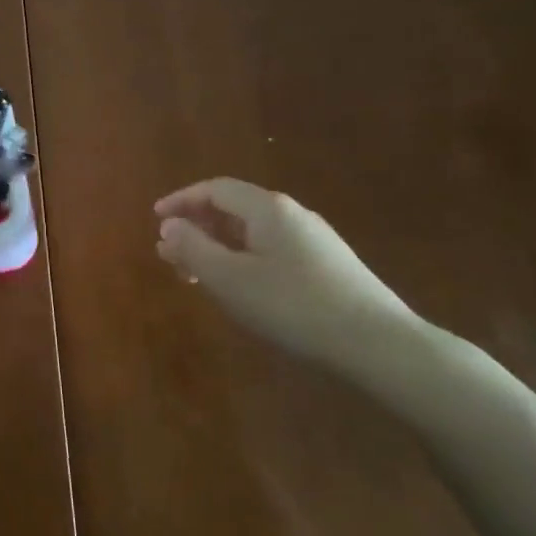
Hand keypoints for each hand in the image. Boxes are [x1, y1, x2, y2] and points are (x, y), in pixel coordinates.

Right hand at [153, 177, 419, 368]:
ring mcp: (314, 239)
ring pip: (253, 232)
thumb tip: (168, 226)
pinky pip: (272, 249)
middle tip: (173, 256)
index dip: (181, 201)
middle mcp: (292, 214)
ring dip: (219, 247)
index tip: (155, 219)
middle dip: (198, 228)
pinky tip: (242, 290)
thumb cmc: (294, 306)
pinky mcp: (328, 265)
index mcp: (267, 208)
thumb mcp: (231, 279)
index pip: (214, 190)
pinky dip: (243, 259)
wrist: (379, 345)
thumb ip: (193, 249)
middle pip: (234, 209)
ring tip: (200, 277)